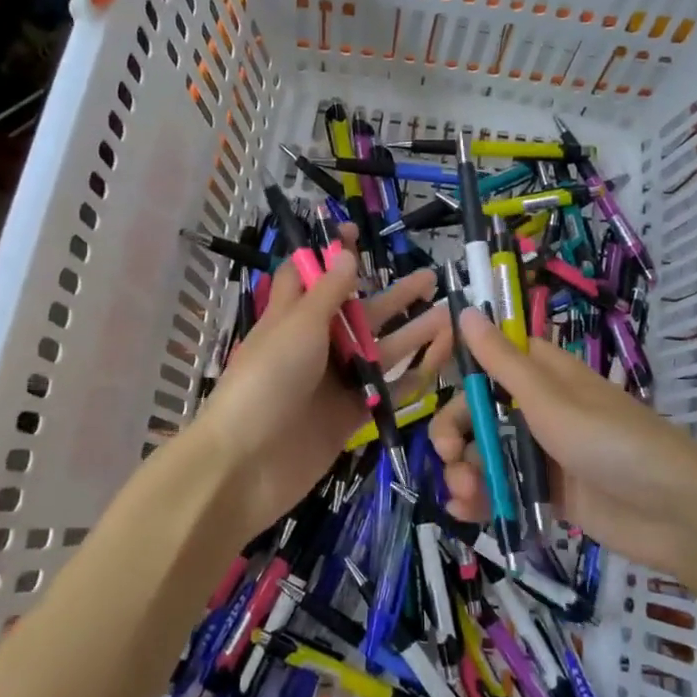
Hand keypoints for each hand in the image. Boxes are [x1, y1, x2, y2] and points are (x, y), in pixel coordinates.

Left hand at [193, 249, 450, 541]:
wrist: (247, 464)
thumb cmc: (266, 381)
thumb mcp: (297, 326)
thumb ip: (328, 293)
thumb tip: (346, 254)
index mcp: (292, 316)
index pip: (309, 275)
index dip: (331, 254)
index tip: (358, 233)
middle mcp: (315, 344)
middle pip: (358, 312)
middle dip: (392, 296)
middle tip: (430, 278)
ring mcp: (334, 380)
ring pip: (379, 350)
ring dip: (412, 333)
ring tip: (449, 315)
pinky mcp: (350, 413)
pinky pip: (386, 389)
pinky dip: (412, 375)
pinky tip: (440, 360)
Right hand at [430, 308, 696, 579]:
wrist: (675, 513)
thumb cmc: (611, 442)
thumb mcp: (550, 400)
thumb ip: (502, 362)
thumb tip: (465, 309)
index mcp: (544, 374)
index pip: (490, 358)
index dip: (459, 364)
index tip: (430, 373)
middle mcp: (539, 408)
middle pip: (479, 411)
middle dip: (456, 431)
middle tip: (447, 453)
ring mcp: (543, 452)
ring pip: (486, 452)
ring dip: (465, 469)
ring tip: (464, 494)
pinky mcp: (548, 492)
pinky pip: (503, 488)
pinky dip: (481, 498)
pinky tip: (467, 510)